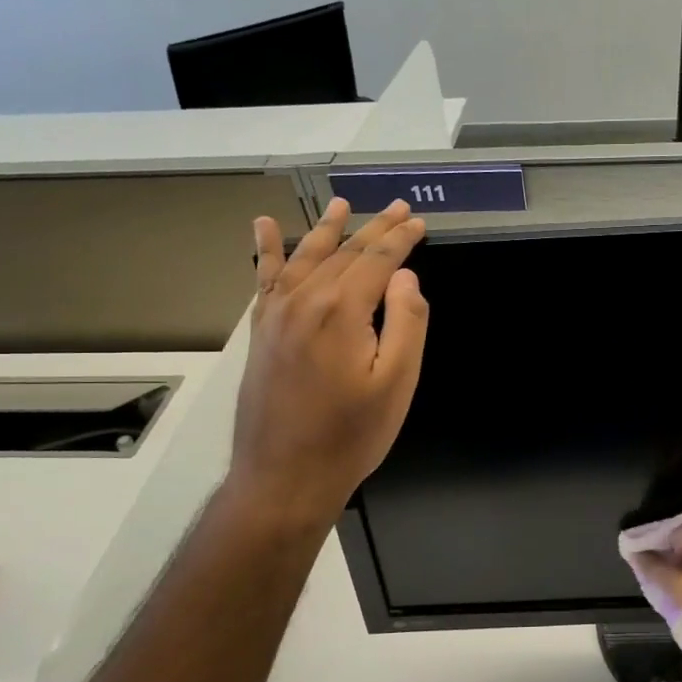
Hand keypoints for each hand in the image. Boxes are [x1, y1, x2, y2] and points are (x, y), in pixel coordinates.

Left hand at [224, 198, 428, 528]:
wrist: (284, 477)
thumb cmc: (351, 435)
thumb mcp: (398, 383)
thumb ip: (407, 322)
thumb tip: (404, 277)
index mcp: (341, 311)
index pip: (378, 260)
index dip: (401, 239)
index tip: (420, 223)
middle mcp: (304, 301)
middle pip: (344, 253)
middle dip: (375, 228)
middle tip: (399, 207)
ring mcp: (276, 315)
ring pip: (306, 258)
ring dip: (328, 229)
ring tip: (343, 204)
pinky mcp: (261, 332)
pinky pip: (265, 279)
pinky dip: (267, 250)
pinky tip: (265, 227)